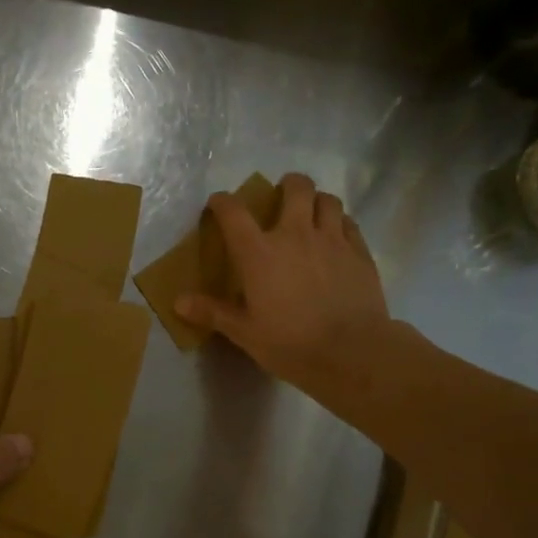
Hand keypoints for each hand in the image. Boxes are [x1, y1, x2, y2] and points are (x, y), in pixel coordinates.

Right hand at [174, 172, 390, 395]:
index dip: (223, 202)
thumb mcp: (244, 332)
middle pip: (296, 188)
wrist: (350, 352)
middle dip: (287, 185)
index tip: (218, 204)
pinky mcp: (360, 252)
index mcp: (259, 253)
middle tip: (282, 197)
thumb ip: (212, 312)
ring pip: (327, 200)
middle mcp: (295, 234)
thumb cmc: (290, 343)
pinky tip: (337, 237)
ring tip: (312, 213)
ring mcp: (332, 240)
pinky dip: (340, 223)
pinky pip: (349, 223)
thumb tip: (178, 302)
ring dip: (317, 201)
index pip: (234, 212)